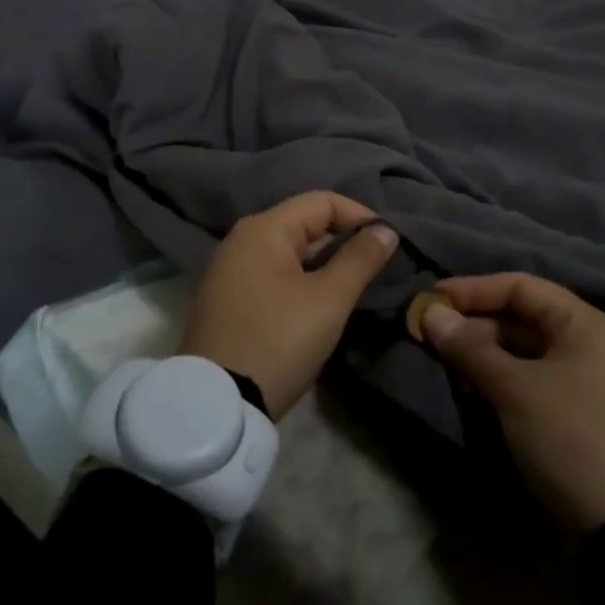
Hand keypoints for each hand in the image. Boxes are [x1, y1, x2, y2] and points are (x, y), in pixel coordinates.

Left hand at [180, 192, 398, 418]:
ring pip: (290, 251)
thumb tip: (386, 229)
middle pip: (304, 223)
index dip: (360, 216)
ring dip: (324, 262)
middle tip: (375, 268)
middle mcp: (242, 239)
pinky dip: (301, 279)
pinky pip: (273, 272)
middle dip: (343, 240)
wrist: (216, 403)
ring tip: (353, 285)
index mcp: (264, 229)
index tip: (389, 243)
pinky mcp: (227, 297)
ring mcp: (230, 268)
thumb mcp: (329, 300)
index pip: (322, 201)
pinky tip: (318, 303)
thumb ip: (360, 259)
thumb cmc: (278, 341)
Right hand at [423, 273, 604, 531]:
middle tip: (430, 336)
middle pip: (521, 317)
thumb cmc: (571, 438)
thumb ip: (470, 347)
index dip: (473, 289)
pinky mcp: (577, 414)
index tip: (430, 300)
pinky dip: (500, 379)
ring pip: (523, 351)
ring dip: (482, 353)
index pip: (520, 286)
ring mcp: (585, 380)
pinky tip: (470, 390)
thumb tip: (430, 313)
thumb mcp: (515, 389)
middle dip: (474, 324)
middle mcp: (589, 342)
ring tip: (444, 363)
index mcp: (584, 323)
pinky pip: (530, 379)